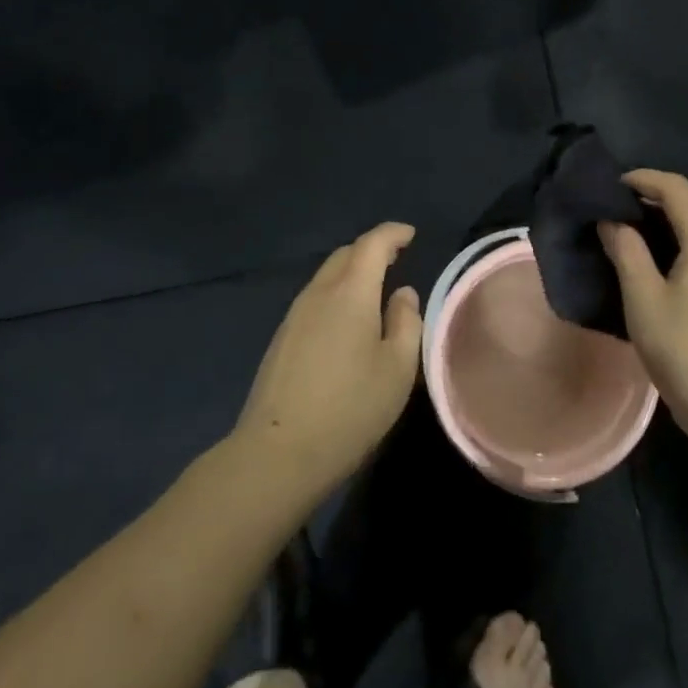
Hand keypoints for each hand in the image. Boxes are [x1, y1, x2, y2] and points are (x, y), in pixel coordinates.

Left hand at [235, 222, 423, 497]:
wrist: (277, 454)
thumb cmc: (350, 408)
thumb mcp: (398, 368)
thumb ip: (406, 322)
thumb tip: (402, 294)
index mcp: (350, 292)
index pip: (372, 244)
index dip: (393, 234)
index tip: (410, 234)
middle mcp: (318, 294)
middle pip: (345, 255)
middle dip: (371, 250)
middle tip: (396, 259)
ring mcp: (294, 316)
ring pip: (326, 277)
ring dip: (351, 273)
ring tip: (374, 290)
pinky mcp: (282, 339)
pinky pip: (315, 300)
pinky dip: (336, 295)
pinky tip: (346, 322)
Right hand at [599, 170, 687, 449]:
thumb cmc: (685, 350)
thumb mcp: (643, 299)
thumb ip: (626, 251)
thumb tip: (612, 220)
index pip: (677, 188)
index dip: (643, 179)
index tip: (611, 184)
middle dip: (661, 191)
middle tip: (622, 202)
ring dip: (677, 211)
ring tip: (639, 225)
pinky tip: (667, 255)